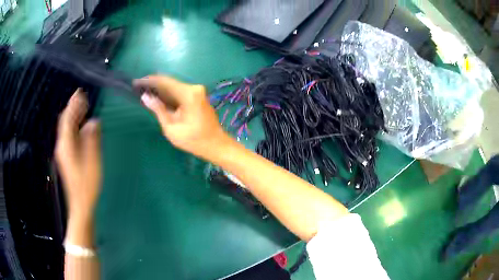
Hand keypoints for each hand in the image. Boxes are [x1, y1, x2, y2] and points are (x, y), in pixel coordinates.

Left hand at [55, 89, 100, 220]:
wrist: (80, 204)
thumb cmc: (87, 185)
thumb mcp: (92, 162)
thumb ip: (92, 140)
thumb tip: (93, 122)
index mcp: (66, 145)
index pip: (68, 118)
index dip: (73, 104)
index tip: (80, 92)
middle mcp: (62, 145)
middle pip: (65, 121)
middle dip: (72, 108)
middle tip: (82, 97)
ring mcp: (63, 152)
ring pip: (66, 128)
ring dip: (73, 116)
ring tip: (83, 107)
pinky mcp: (66, 157)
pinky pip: (68, 136)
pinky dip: (74, 126)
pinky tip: (81, 126)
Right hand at [134, 75, 230, 159]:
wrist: (216, 145)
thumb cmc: (193, 140)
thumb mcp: (171, 128)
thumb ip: (159, 110)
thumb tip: (145, 97)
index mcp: (188, 94)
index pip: (165, 81)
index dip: (149, 81)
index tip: (136, 83)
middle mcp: (194, 88)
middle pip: (170, 83)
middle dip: (154, 85)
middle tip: (138, 89)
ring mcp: (198, 91)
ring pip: (174, 87)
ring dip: (161, 90)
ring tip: (145, 93)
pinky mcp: (198, 96)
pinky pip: (180, 92)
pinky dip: (169, 95)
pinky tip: (158, 99)